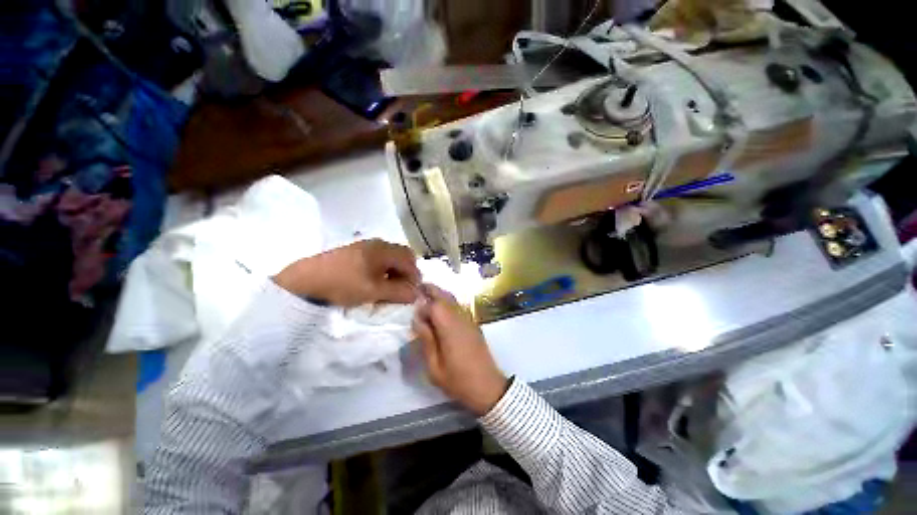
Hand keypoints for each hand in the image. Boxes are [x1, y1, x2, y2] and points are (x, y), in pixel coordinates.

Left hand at [273, 239, 419, 306]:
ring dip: (393, 273)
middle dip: (405, 273)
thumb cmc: (343, 284)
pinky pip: (377, 259)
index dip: (415, 277)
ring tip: (387, 289)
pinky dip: (382, 270)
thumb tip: (417, 294)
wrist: (303, 281)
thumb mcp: (374, 291)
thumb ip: (399, 292)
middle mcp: (377, 243)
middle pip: (401, 256)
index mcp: (384, 249)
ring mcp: (364, 246)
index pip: (410, 260)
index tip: (412, 293)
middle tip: (401, 290)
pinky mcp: (353, 252)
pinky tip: (372, 283)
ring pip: (389, 258)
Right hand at [412, 285, 507, 414]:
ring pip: (454, 300)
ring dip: (441, 295)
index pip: (434, 306)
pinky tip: (442, 310)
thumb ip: (426, 341)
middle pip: (446, 297)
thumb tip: (418, 320)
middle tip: (419, 287)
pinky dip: (449, 303)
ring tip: (428, 295)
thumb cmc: (459, 381)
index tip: (415, 315)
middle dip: (432, 290)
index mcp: (450, 328)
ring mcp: (469, 320)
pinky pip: (459, 307)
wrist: (488, 387)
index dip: (423, 307)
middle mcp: (461, 319)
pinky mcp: (474, 324)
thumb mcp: (435, 367)